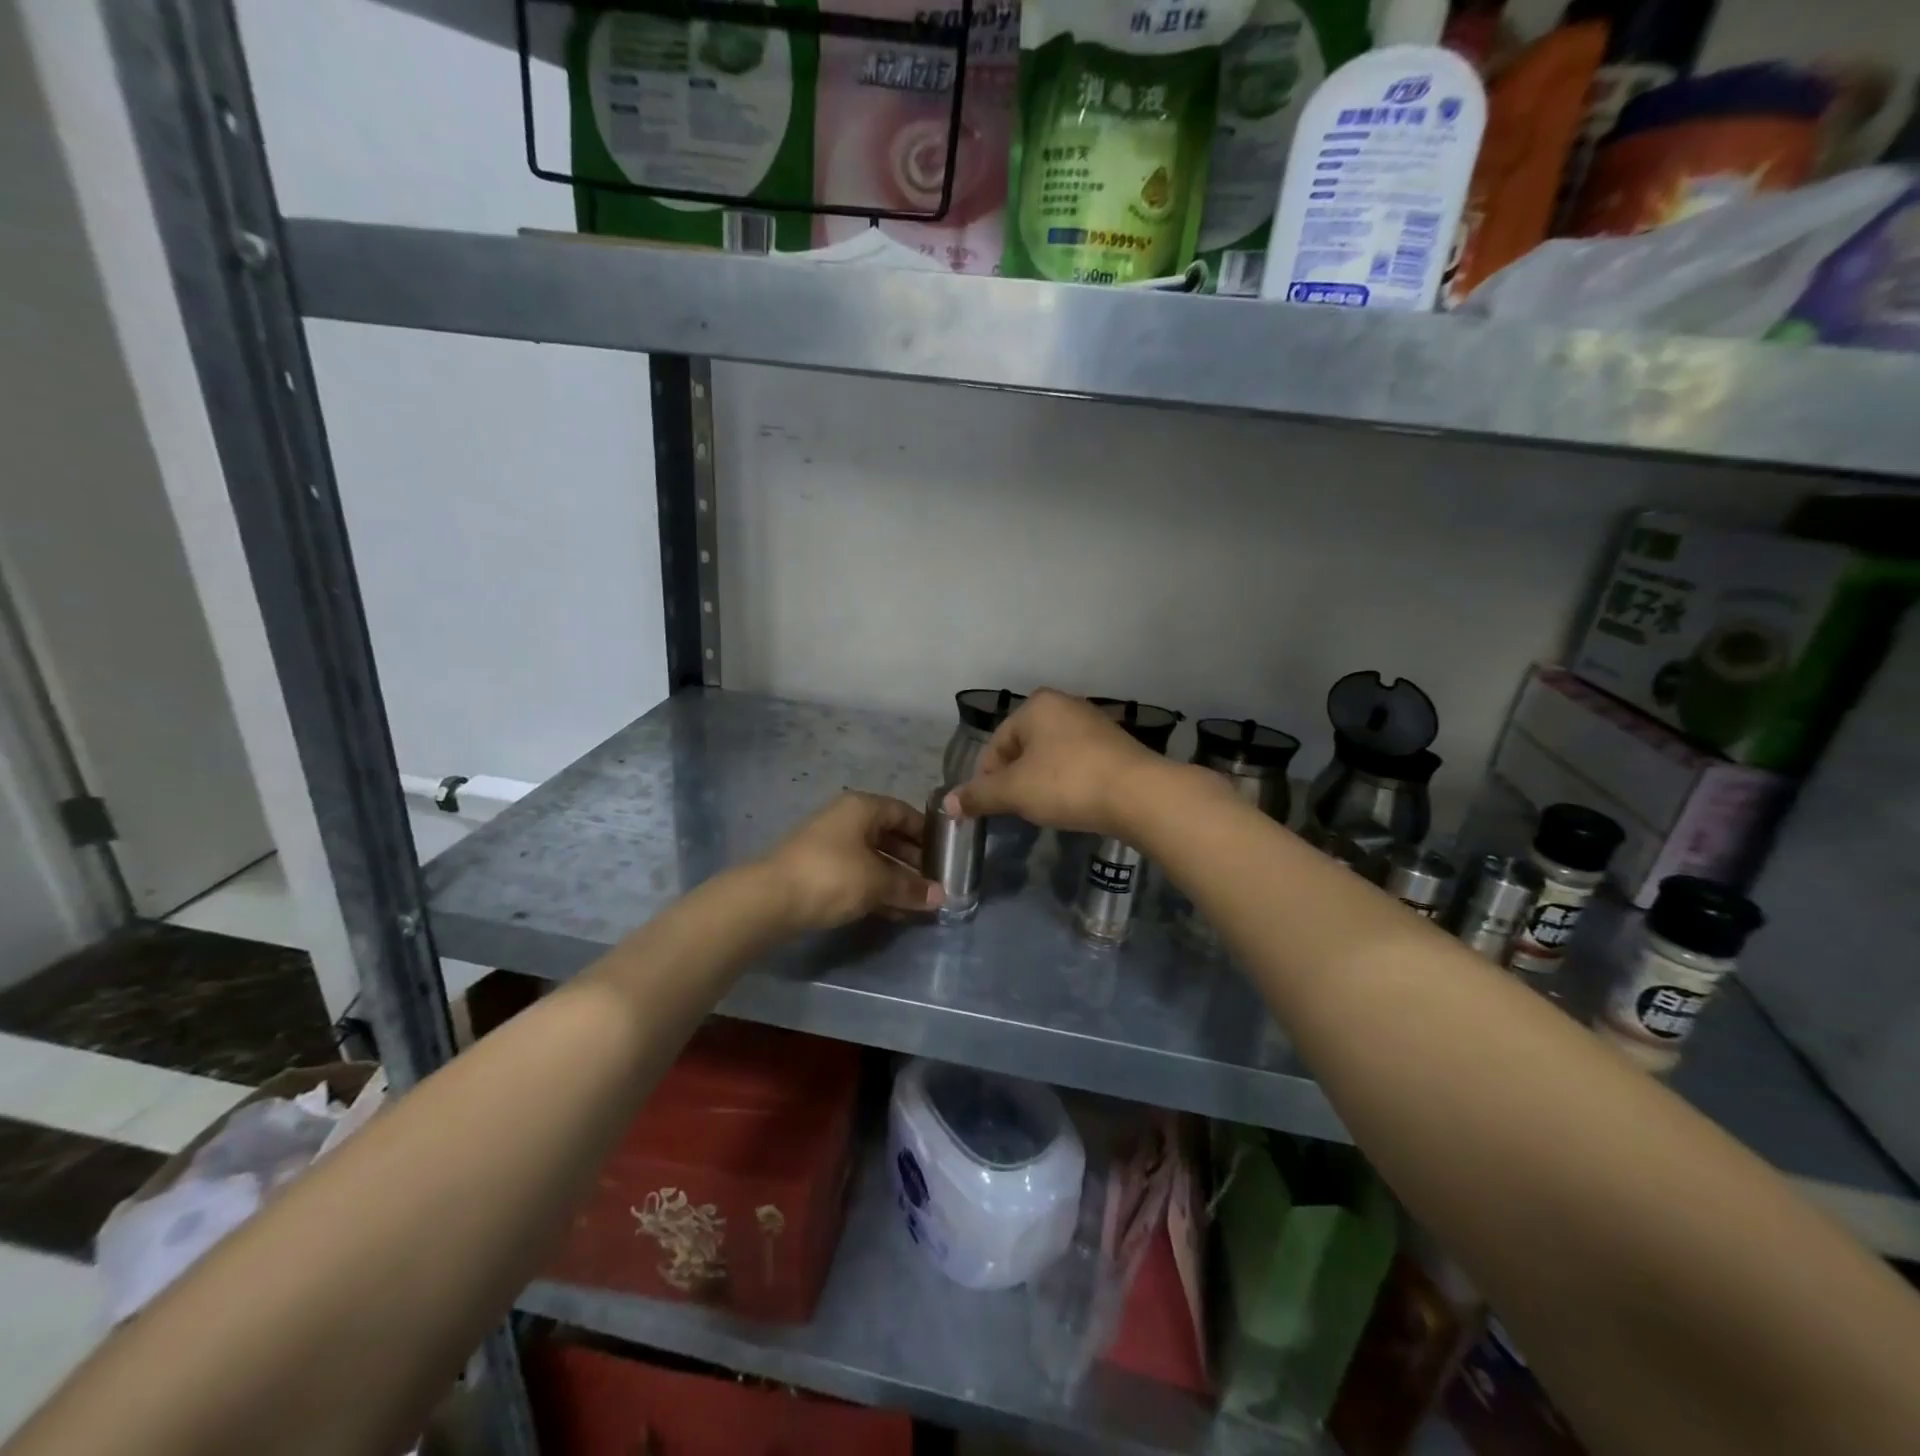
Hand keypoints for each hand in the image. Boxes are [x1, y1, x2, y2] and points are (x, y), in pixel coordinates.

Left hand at [759, 791, 943, 931]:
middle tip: (935, 882)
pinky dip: (876, 887)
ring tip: (919, 901)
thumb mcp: (877, 882)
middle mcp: (846, 818)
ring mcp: (830, 844)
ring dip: (895, 877)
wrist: (770, 899)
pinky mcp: (819, 869)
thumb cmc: (832, 876)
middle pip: (889, 835)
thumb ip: (910, 888)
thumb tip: (941, 897)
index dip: (927, 833)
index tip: (947, 855)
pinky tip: (893, 910)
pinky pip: (857, 873)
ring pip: (873, 857)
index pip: (904, 812)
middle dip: (913, 860)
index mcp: (862, 807)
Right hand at [945, 688, 1165, 838]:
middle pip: (1023, 748)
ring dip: (1041, 781)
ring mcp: (1093, 723)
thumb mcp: (1015, 791)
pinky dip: (1067, 781)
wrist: (1139, 794)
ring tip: (1044, 808)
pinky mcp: (1115, 744)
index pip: (996, 745)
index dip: (987, 779)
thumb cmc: (1067, 783)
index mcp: (1036, 706)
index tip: (990, 808)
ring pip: (1050, 755)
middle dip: (1015, 779)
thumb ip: (979, 795)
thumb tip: (946, 803)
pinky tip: (1073, 802)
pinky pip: (1077, 762)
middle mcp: (1064, 705)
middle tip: (1017, 809)